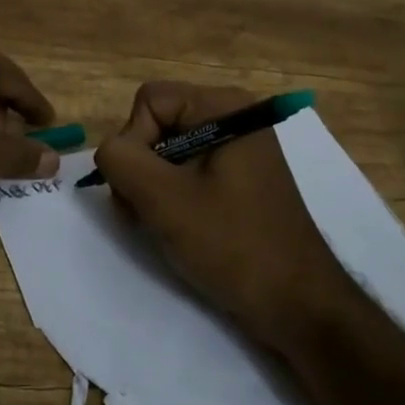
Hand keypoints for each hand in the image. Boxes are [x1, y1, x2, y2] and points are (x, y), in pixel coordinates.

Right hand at [93, 82, 347, 351]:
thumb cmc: (233, 244)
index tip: (143, 189)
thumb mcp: (164, 199)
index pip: (149, 101)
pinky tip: (178, 227)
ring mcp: (238, 148)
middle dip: (140, 167)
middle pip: (157, 123)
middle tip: (143, 213)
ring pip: (167, 150)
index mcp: (224, 107)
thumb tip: (107, 151)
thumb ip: (121, 160)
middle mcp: (233, 116)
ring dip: (151, 186)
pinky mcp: (238, 178)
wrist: (297, 304)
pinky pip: (187, 170)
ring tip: (159, 225)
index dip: (134, 142)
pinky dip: (171, 196)